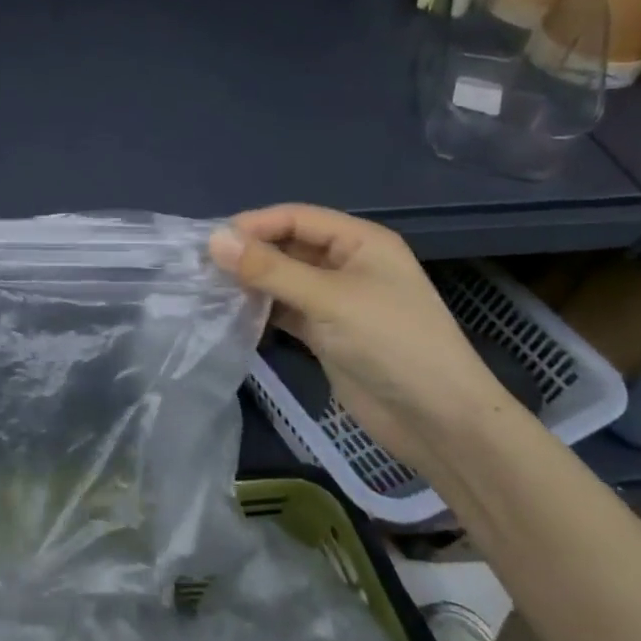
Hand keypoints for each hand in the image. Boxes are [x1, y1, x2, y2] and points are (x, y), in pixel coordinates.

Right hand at [210, 204, 516, 469]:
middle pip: (287, 246)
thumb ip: (270, 269)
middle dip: (249, 253)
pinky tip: (231, 313)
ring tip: (208, 287)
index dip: (254, 225)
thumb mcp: (329, 299)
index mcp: (360, 242)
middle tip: (202, 265)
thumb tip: (213, 239)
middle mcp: (347, 264)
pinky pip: (285, 309)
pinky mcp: (326, 333)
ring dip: (251, 282)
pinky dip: (261, 310)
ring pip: (283, 279)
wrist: (438, 422)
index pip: (296, 218)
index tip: (210, 241)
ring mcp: (336, 300)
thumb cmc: (392, 344)